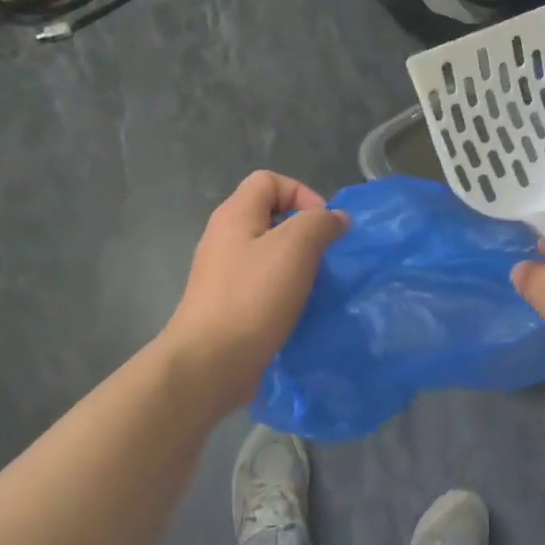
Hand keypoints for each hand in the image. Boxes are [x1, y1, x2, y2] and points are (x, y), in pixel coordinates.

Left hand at [159, 170, 347, 405]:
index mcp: (235, 215)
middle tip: (324, 258)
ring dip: (297, 266)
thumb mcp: (296, 248)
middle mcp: (224, 238)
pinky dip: (284, 292)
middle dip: (304, 233)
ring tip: (315, 286)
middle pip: (270, 217)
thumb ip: (320, 224)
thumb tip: (335, 218)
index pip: (269, 180)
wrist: (209, 364)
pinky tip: (298, 311)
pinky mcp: (227, 305)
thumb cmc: (252, 297)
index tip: (324, 226)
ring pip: (269, 254)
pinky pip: (262, 286)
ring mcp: (223, 274)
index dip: (302, 194)